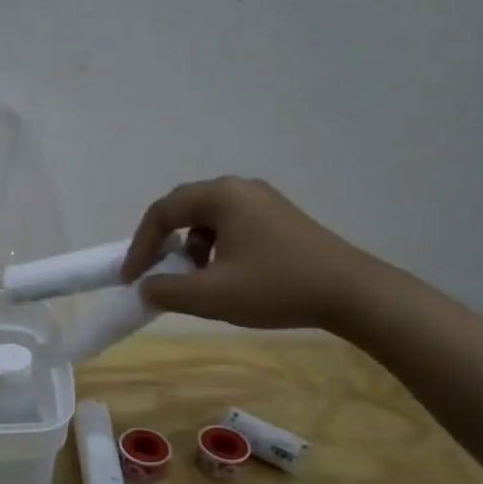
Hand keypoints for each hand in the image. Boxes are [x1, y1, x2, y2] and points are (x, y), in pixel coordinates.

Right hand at [119, 176, 373, 329]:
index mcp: (221, 196)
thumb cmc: (276, 287)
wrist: (351, 293)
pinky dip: (215, 247)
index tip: (131, 277)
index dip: (141, 245)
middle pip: (184, 209)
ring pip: (208, 218)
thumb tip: (145, 287)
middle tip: (153, 272)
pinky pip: (231, 225)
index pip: (163, 212)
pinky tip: (227, 275)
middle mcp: (240, 188)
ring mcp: (263, 201)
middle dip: (163, 243)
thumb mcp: (212, 295)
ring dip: (190, 247)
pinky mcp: (279, 218)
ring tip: (195, 278)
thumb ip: (167, 290)